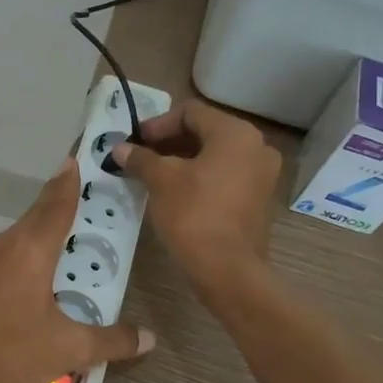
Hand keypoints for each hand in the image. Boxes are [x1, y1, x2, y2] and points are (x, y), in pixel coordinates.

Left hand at [0, 160, 153, 382]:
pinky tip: (32, 274)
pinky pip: (5, 254)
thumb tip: (149, 338)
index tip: (74, 160)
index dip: (68, 183)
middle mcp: (6, 246)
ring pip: (19, 236)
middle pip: (36, 216)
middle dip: (58, 203)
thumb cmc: (10, 350)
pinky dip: (24, 252)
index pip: (56, 206)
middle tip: (81, 195)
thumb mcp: (69, 349)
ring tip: (64, 237)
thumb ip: (111, 341)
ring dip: (40, 230)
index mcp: (31, 250)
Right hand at [113, 98, 280, 294]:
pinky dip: (200, 176)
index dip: (158, 124)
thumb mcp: (161, 181)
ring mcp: (262, 174)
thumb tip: (120, 148)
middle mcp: (256, 147)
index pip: (191, 112)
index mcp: (236, 134)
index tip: (135, 142)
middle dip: (169, 142)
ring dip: (182, 159)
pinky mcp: (259, 199)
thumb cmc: (193, 214)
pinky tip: (174, 191)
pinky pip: (225, 175)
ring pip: (215, 155)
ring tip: (152, 174)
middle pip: (204, 131)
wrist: (227, 270)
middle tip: (140, 157)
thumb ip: (141, 158)